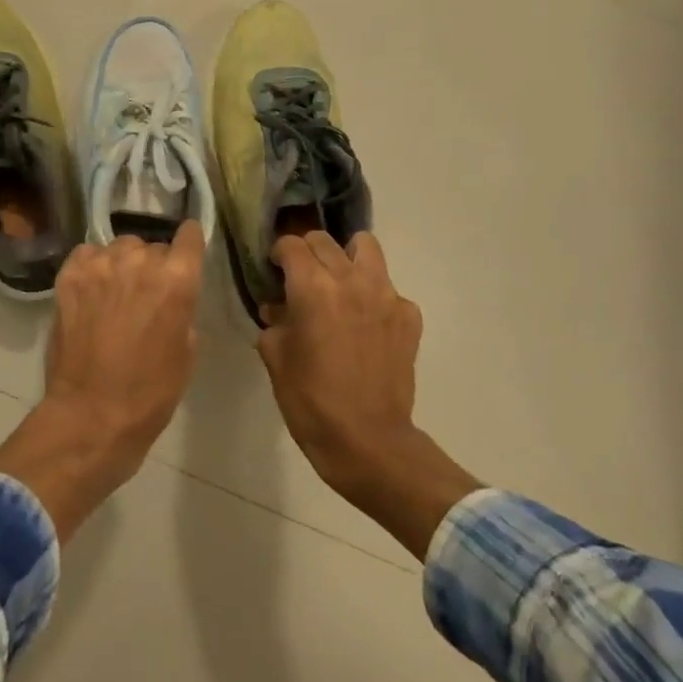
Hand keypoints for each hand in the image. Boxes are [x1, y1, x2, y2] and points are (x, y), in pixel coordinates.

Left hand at [0, 221, 205, 538]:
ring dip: (122, 264)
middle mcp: (139, 262)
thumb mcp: (187, 352)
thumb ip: (183, 309)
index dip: (189, 242)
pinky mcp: (69, 276)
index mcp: (177, 280)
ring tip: (115, 292)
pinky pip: (87, 254)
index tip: (186, 250)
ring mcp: (100, 266)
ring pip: (119, 247)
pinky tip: (92, 290)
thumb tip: (172, 295)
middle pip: (152, 246)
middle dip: (153, 265)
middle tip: (146, 294)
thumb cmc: (150, 392)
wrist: (92, 415)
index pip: (189, 237)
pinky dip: (92, 267)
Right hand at [258, 231, 478, 558]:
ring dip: (346, 257)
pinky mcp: (408, 316)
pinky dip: (373, 295)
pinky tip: (365, 324)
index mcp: (312, 287)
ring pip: (365, 248)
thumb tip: (278, 307)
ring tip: (338, 284)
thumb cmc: (310, 400)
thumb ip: (274, 321)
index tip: (274, 270)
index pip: (291, 244)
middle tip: (300, 278)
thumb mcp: (275, 356)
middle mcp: (350, 280)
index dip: (278, 254)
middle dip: (307, 253)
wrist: (367, 441)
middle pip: (324, 241)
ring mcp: (386, 295)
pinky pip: (388, 288)